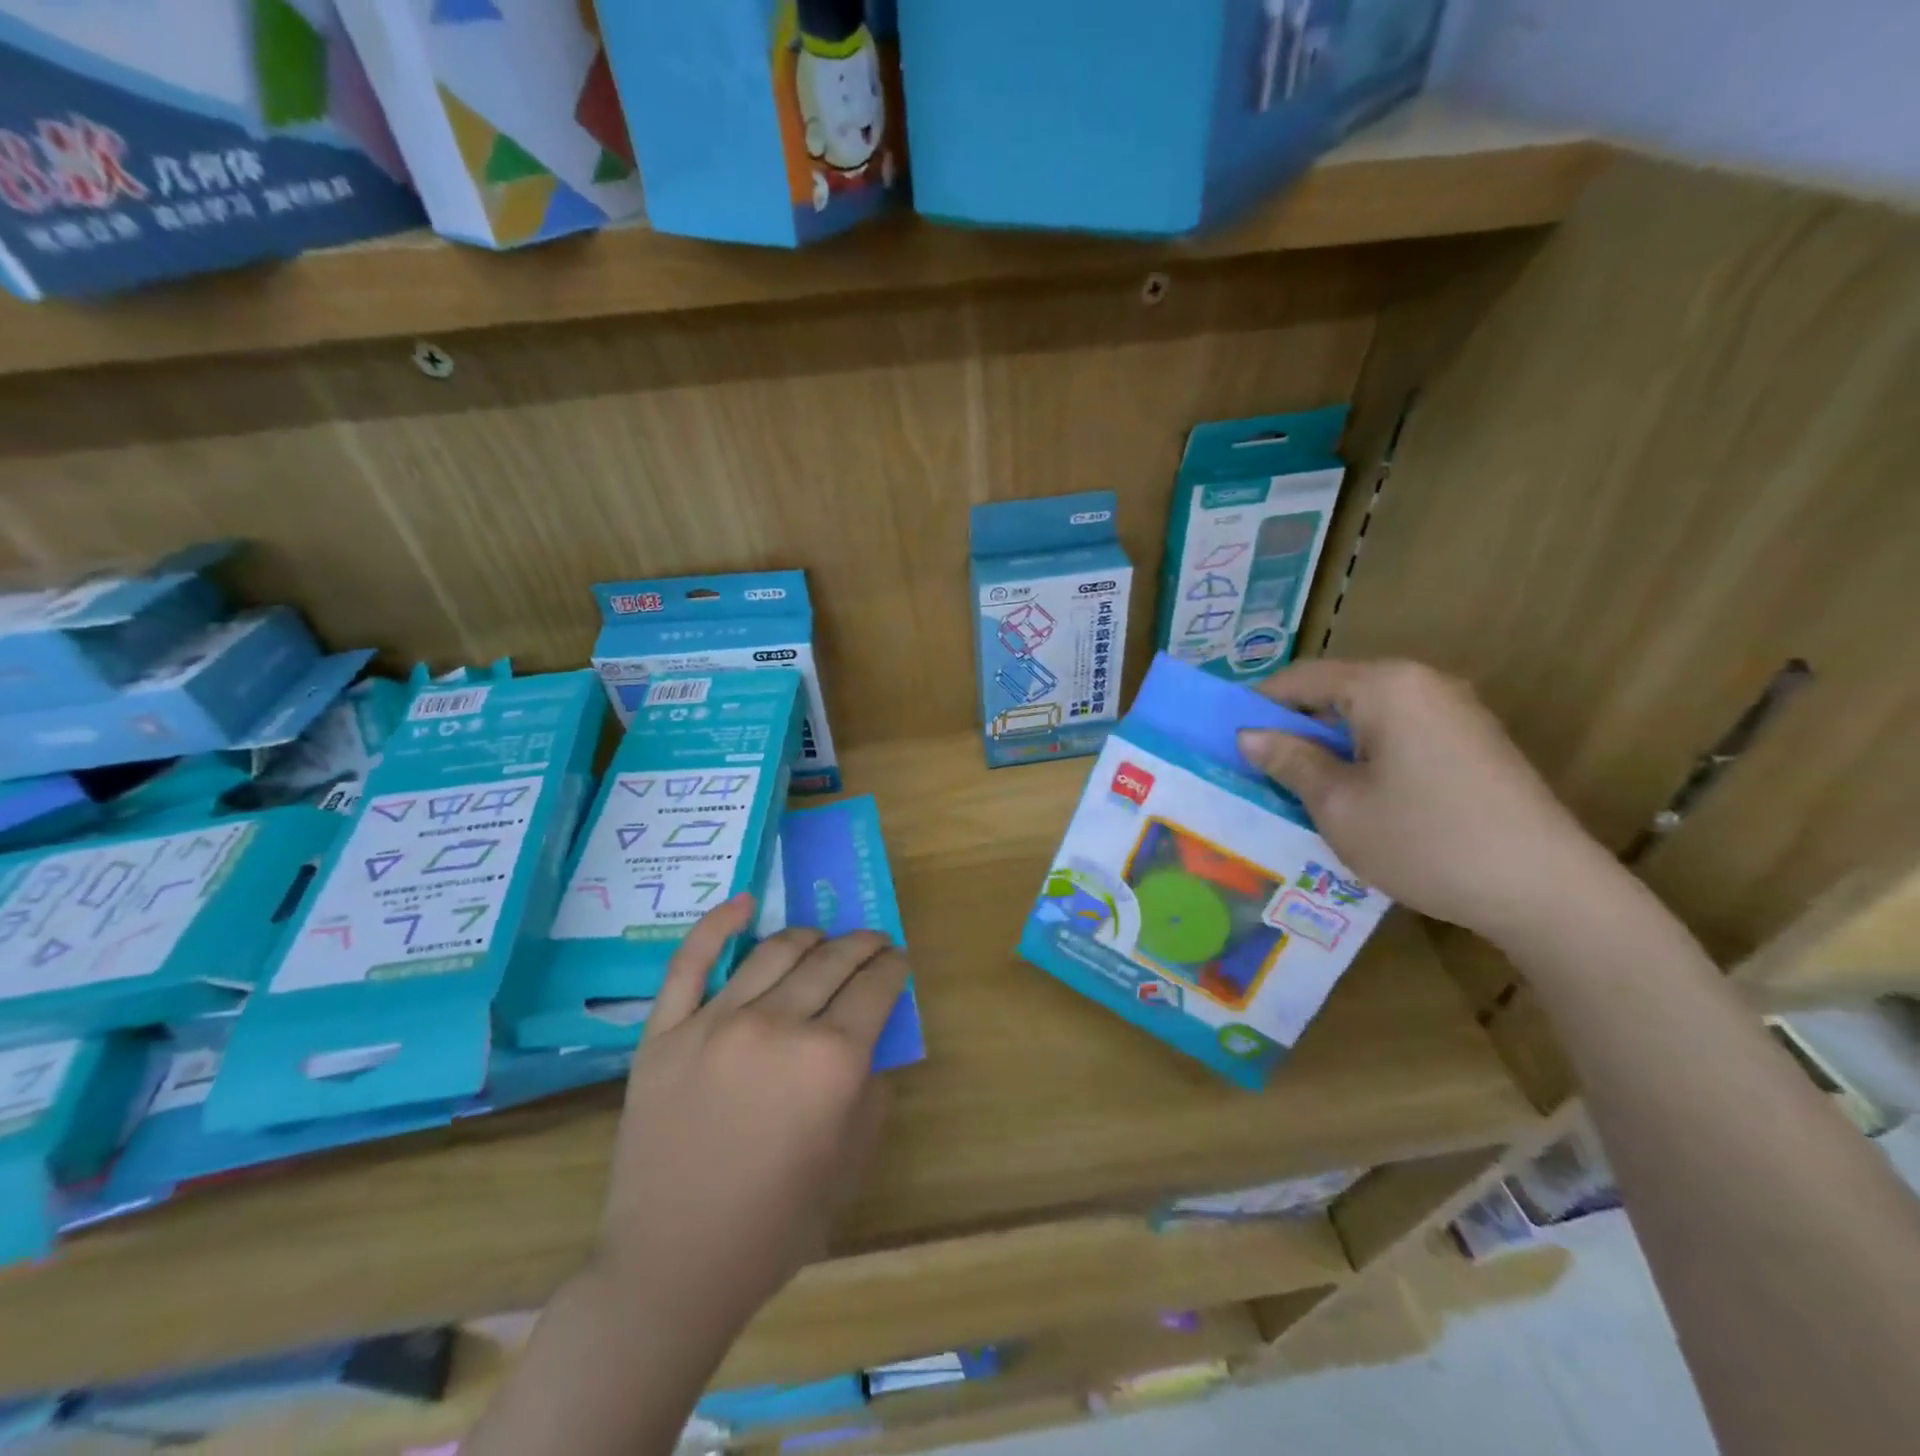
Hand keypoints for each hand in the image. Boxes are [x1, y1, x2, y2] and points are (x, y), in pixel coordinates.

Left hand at [594, 895, 907, 1345]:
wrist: (672, 1265)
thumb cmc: (773, 1225)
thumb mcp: (848, 1165)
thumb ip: (869, 1092)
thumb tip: (871, 1042)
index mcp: (830, 1062)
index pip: (876, 988)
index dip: (894, 967)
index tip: (899, 960)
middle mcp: (778, 1026)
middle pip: (832, 961)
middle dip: (863, 945)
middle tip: (874, 943)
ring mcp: (715, 1022)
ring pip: (775, 952)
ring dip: (810, 936)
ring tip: (823, 938)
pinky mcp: (665, 1031)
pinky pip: (691, 962)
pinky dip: (719, 925)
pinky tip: (744, 904)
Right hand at [1235, 659, 1620, 944]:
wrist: (1546, 891)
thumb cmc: (1425, 841)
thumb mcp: (1339, 804)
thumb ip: (1290, 761)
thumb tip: (1248, 736)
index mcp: (1385, 686)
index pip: (1301, 678)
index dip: (1257, 706)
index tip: (1226, 739)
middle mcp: (1423, 684)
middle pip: (1336, 693)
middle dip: (1294, 728)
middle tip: (1258, 769)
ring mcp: (1455, 712)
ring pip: (1367, 717)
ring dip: (1329, 745)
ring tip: (1300, 787)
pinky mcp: (1474, 743)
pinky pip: (1400, 735)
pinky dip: (1366, 756)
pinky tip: (1355, 797)